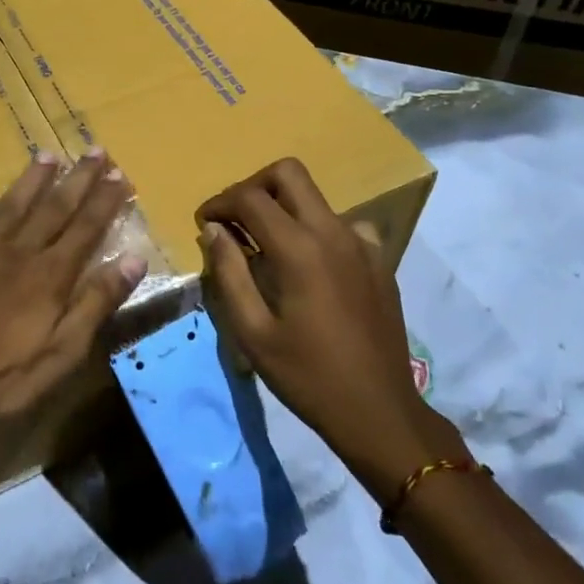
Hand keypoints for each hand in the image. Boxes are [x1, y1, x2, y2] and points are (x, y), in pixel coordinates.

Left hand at [0, 149, 145, 455]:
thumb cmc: (3, 378)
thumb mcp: (63, 352)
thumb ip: (97, 302)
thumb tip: (134, 259)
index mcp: (49, 274)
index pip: (85, 227)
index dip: (104, 200)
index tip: (120, 174)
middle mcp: (16, 252)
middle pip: (53, 208)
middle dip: (78, 179)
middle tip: (95, 150)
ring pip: (10, 206)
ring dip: (31, 180)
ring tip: (47, 155)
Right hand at [197, 157, 465, 500]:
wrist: (378, 410)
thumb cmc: (307, 375)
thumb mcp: (252, 332)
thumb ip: (229, 273)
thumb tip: (213, 230)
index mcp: (299, 249)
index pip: (250, 198)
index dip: (219, 203)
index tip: (204, 223)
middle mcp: (333, 232)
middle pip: (288, 173)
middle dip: (253, 187)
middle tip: (235, 220)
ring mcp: (362, 243)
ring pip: (316, 197)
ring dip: (284, 208)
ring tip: (267, 247)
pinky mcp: (379, 260)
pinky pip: (343, 225)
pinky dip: (318, 231)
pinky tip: (311, 264)